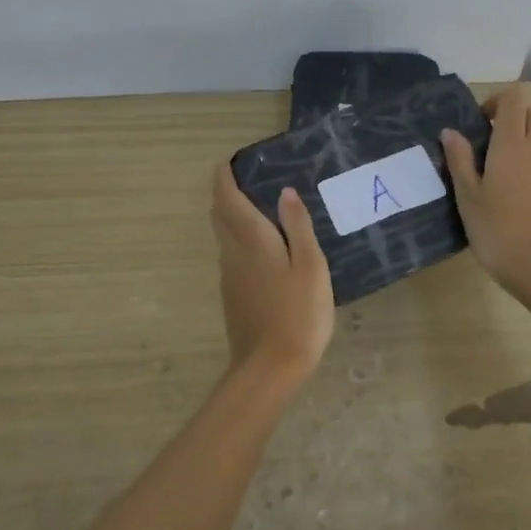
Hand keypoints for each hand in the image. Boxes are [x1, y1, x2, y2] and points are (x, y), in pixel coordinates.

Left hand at [209, 164, 334, 387]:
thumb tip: (284, 191)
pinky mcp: (232, 295)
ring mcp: (229, 276)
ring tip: (257, 207)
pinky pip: (230, 254)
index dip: (223, 177)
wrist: (270, 368)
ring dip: (231, 215)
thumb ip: (297, 226)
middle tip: (246, 179)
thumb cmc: (298, 312)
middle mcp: (232, 252)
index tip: (229, 161)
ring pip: (223, 235)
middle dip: (225, 193)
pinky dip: (238, 238)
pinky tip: (262, 247)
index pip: (227, 198)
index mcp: (251, 238)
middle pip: (219, 214)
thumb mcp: (310, 265)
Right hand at [441, 85, 530, 289]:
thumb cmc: (496, 228)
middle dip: (516, 119)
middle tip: (492, 144)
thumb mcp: (467, 195)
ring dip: (524, 148)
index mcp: (511, 145)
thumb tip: (450, 131)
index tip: (480, 123)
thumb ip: (459, 159)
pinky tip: (516, 202)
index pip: (513, 99)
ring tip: (499, 180)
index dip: (497, 101)